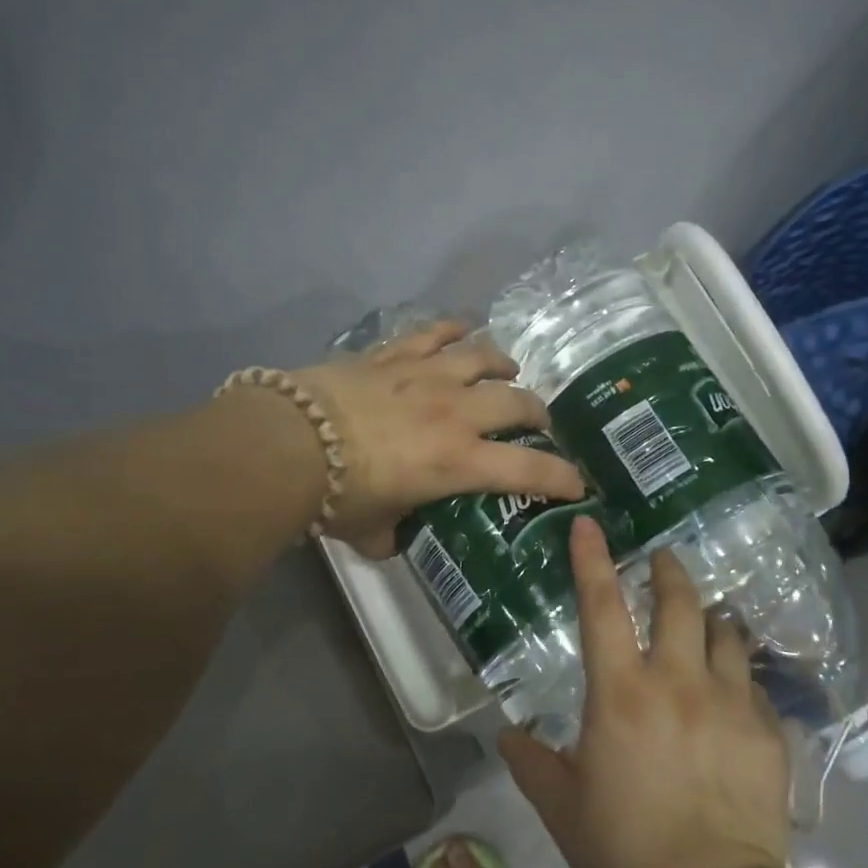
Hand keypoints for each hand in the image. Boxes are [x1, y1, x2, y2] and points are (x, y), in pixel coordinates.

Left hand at [293, 320, 584, 556]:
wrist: (290, 442)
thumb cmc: (337, 495)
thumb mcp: (372, 529)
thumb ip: (393, 535)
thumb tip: (394, 539)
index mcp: (459, 462)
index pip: (528, 471)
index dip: (561, 477)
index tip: (577, 484)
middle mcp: (456, 412)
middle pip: (517, 402)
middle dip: (537, 413)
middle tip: (536, 423)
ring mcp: (427, 375)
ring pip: (484, 356)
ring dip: (503, 364)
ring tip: (508, 370)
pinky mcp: (395, 354)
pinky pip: (434, 332)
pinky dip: (453, 329)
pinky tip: (462, 330)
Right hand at [500, 517, 791, 867]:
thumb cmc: (623, 849)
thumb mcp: (560, 806)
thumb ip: (530, 761)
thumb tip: (508, 736)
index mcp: (621, 692)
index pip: (601, 606)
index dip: (592, 559)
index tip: (589, 522)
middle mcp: (677, 682)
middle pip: (679, 602)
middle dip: (670, 571)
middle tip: (664, 561)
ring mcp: (729, 703)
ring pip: (726, 634)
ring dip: (711, 619)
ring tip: (705, 621)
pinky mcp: (767, 733)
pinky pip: (753, 685)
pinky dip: (738, 676)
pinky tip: (734, 692)